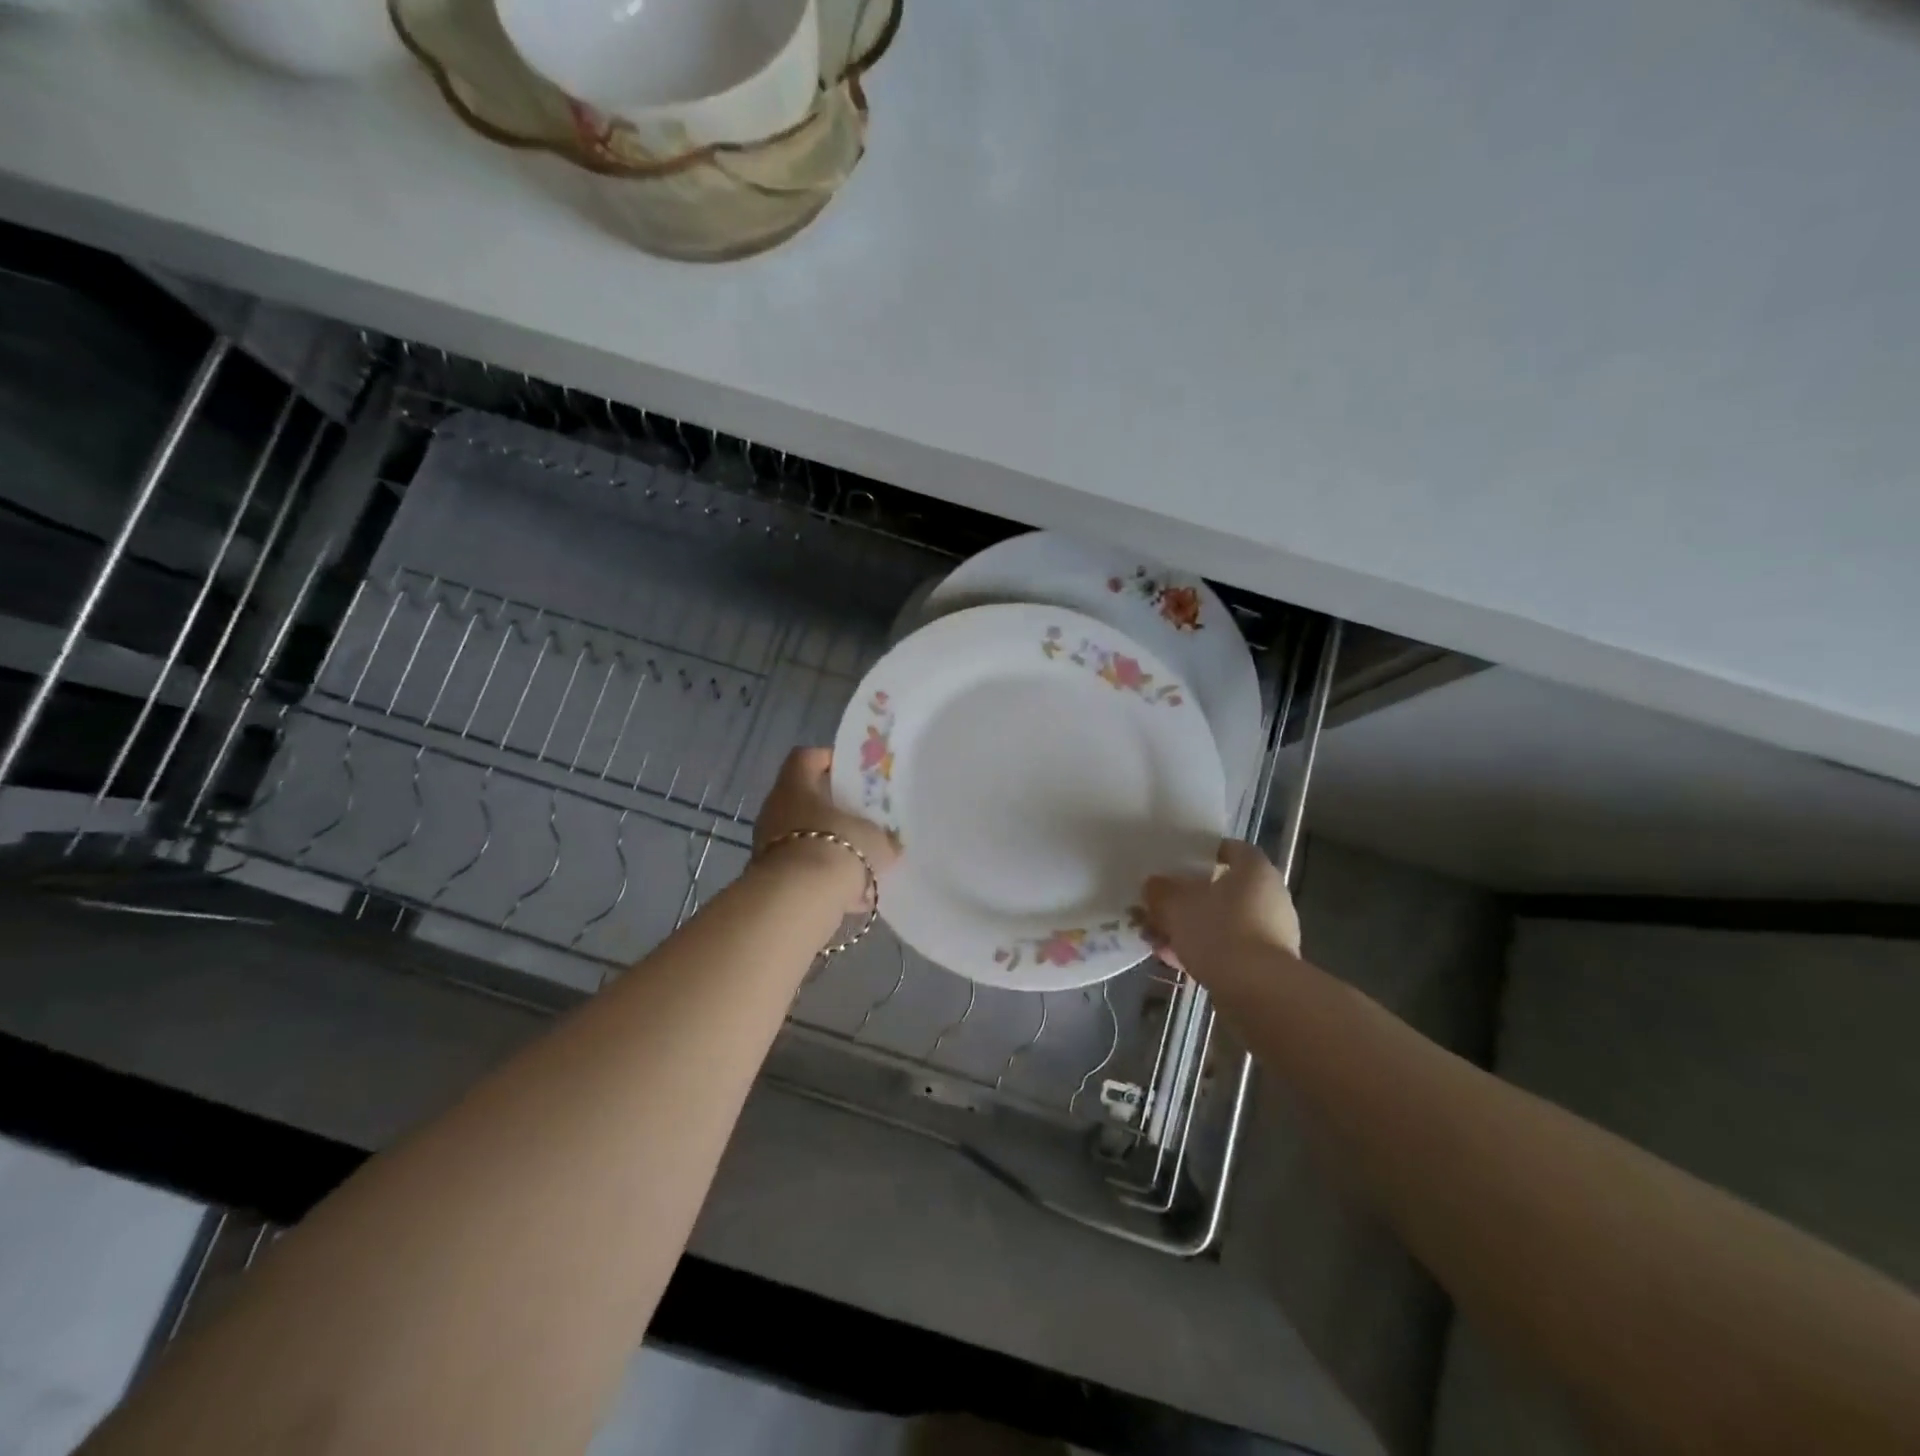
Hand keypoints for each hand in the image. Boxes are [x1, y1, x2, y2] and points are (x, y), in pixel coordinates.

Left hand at [753, 748, 899, 914]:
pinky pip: (800, 870)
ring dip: (827, 846)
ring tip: (859, 864)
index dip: (827, 759)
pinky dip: (821, 879)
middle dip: (831, 810)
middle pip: (803, 799)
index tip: (851, 773)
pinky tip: (848, 896)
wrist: (798, 899)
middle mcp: (775, 809)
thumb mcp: (874, 839)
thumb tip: (891, 843)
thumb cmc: (838, 847)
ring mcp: (767, 844)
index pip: (806, 757)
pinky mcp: (768, 877)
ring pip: (802, 837)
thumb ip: (883, 838)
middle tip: (859, 819)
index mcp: (796, 786)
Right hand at [1141, 840, 1300, 984]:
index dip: (1204, 852)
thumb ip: (1161, 891)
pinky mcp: (1267, 964)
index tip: (1180, 861)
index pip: (1231, 849)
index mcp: (1255, 870)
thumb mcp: (1176, 905)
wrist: (1257, 992)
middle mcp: (1270, 896)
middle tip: (1160, 905)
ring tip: (1157, 939)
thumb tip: (1154, 885)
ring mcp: (1271, 932)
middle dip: (1189, 899)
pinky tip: (1172, 960)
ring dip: (1191, 928)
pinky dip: (1203, 951)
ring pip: (1223, 922)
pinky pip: (1229, 948)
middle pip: (1224, 890)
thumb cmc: (1218, 932)